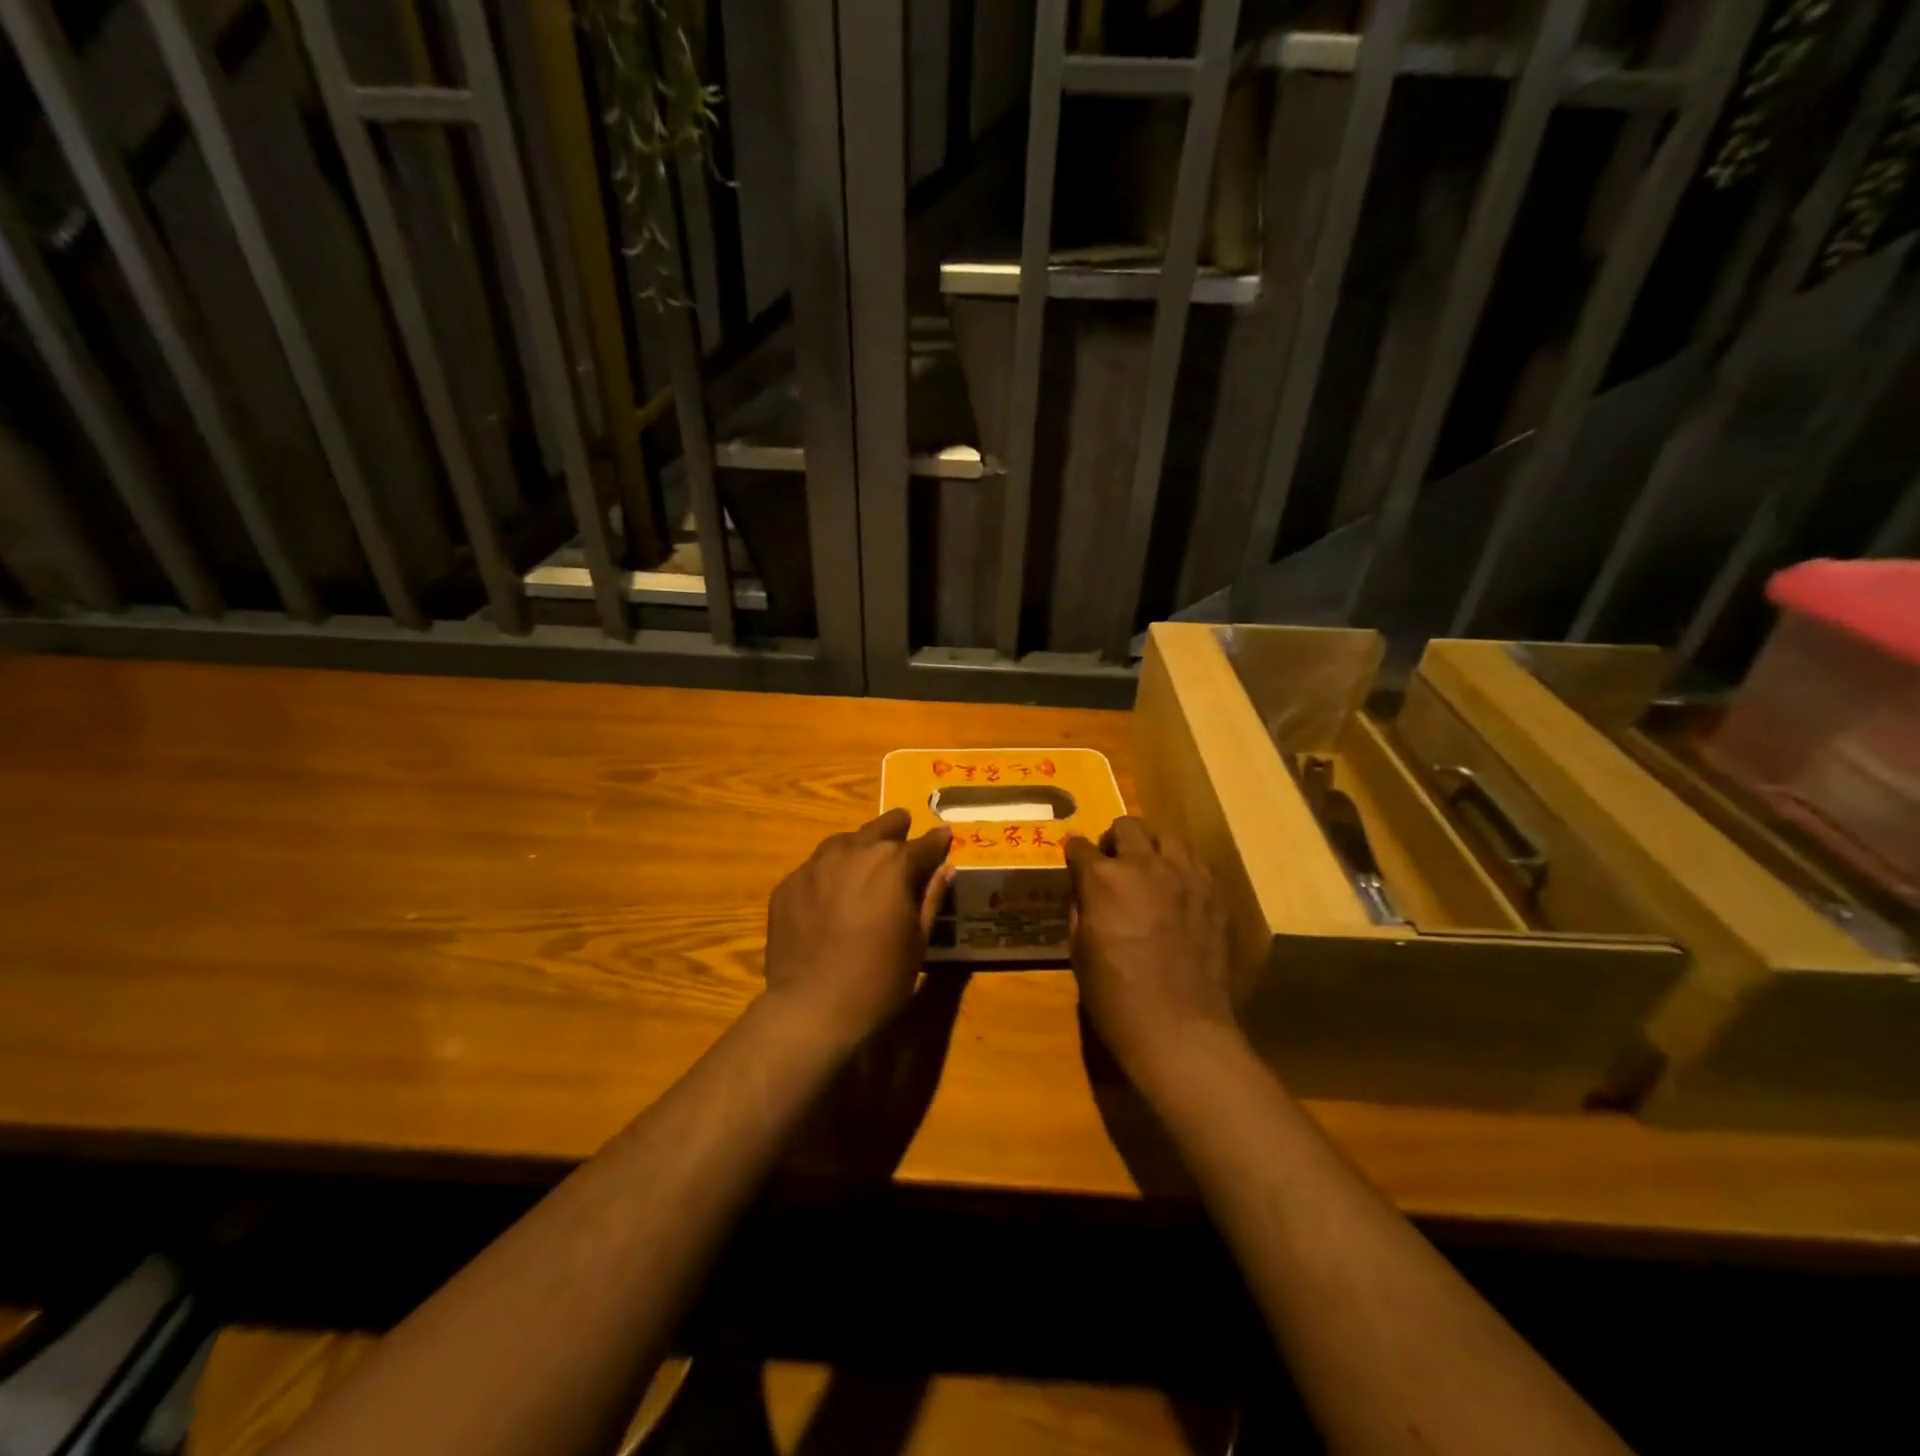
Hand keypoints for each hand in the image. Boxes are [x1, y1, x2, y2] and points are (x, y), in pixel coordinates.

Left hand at [763, 808, 952, 1049]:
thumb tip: (945, 869)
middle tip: (902, 826)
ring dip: (858, 845)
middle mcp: (854, 853)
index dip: (936, 841)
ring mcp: (815, 866)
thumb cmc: (879, 979)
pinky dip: (828, 873)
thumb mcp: (918, 941)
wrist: (812, 1008)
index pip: (922, 844)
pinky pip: (814, 869)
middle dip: (895, 827)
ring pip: (842, 843)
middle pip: (879, 829)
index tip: (944, 835)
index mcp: (893, 864)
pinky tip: (830, 892)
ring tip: (864, 857)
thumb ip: (931, 899)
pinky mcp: (787, 886)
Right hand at [1065, 817, 1237, 1085]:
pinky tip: (1176, 891)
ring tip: (1147, 870)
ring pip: (1165, 836)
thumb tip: (1085, 893)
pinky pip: (1194, 862)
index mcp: (1102, 879)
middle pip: (1126, 827)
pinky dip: (1180, 867)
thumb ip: (1081, 911)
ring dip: (1149, 847)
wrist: (1180, 1029)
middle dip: (1113, 840)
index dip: (1074, 853)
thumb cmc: (1116, 998)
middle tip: (1112, 864)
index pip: (1080, 847)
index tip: (1075, 862)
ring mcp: (1184, 875)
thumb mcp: (1079, 954)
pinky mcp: (1213, 893)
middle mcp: (1143, 865)